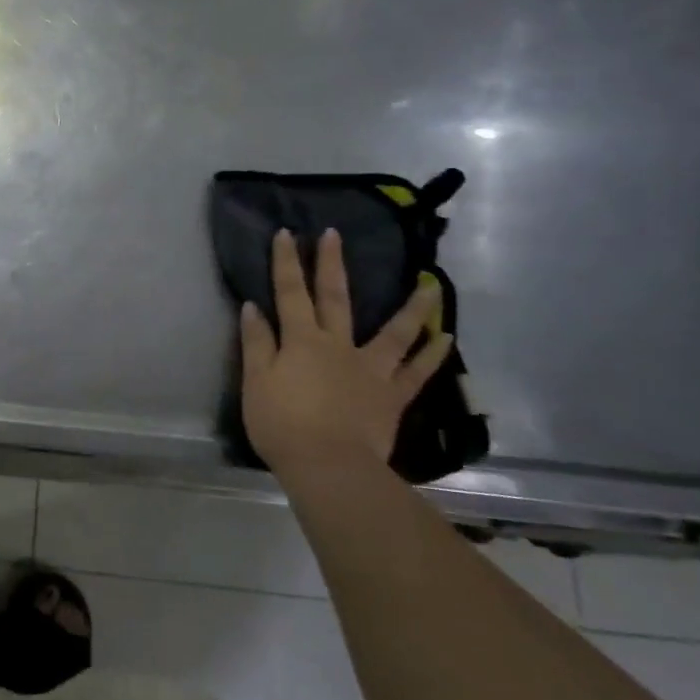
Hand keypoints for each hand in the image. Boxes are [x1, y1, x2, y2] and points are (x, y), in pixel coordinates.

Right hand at [240, 228, 451, 477]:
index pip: (290, 293)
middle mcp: (338, 345)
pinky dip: (432, 355)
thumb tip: (253, 307)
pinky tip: (446, 339)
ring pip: (394, 332)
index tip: (287, 233)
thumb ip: (256, 342)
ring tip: (431, 284)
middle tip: (335, 235)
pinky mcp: (391, 396)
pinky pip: (416, 373)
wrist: (327, 466)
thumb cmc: (282, 424)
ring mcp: (370, 369)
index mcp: (301, 341)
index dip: (286, 263)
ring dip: (412, 307)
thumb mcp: (256, 382)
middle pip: (336, 298)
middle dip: (332, 264)